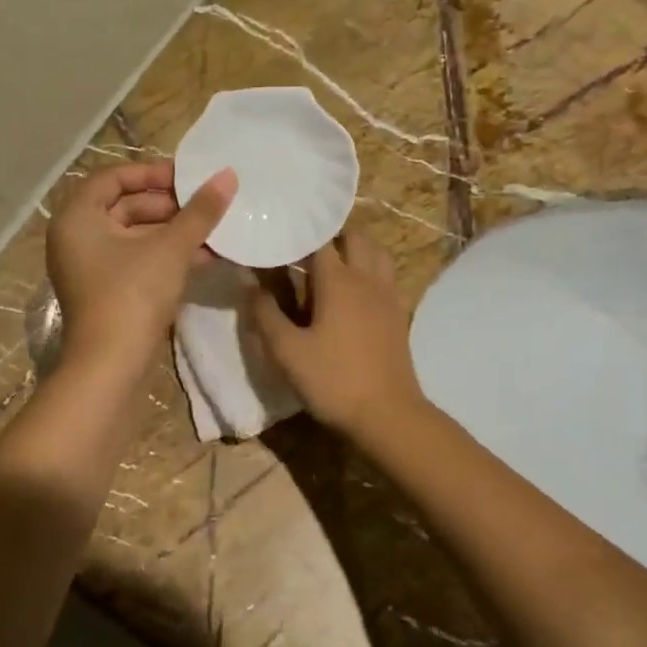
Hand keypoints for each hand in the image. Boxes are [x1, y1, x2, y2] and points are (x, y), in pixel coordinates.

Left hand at [47, 160, 236, 380]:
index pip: (113, 177)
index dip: (151, 172)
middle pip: (124, 205)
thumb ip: (200, 212)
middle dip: (168, 205)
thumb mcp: (171, 248)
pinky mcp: (106, 291)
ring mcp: (90, 267)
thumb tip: (228, 176)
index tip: (188, 177)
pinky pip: (136, 260)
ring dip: (172, 231)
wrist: (111, 367)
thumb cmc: (133, 295)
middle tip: (205, 204)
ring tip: (213, 229)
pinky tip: (205, 255)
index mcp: (77, 217)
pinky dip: (165, 255)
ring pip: (134, 235)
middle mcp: (76, 237)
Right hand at [249, 228, 424, 439]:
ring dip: (356, 248)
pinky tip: (353, 290)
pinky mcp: (398, 314)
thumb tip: (248, 281)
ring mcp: (388, 295)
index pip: (319, 238)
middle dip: (332, 233)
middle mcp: (367, 278)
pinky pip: (386, 276)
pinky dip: (370, 269)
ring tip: (331, 262)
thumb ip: (265, 313)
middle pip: (356, 236)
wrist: (388, 416)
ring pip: (377, 253)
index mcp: (339, 280)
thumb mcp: (287, 351)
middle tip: (304, 245)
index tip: (278, 231)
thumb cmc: (333, 380)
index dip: (299, 231)